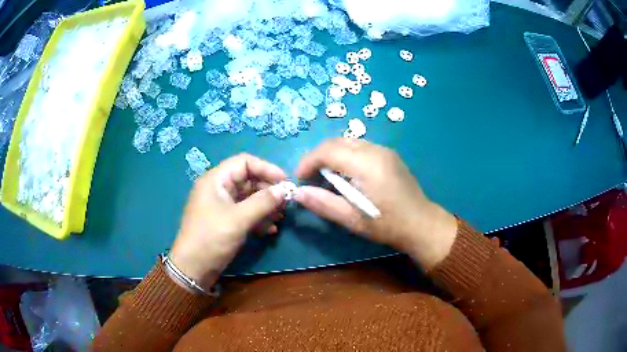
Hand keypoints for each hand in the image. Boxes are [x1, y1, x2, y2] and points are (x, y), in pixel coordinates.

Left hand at [170, 154, 286, 290]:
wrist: (193, 269)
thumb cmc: (211, 238)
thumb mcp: (238, 219)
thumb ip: (263, 202)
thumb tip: (285, 189)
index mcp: (216, 180)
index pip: (244, 162)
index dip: (266, 168)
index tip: (285, 181)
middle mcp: (219, 188)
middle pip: (248, 180)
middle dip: (268, 190)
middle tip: (286, 203)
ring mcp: (222, 205)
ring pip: (249, 197)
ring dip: (266, 206)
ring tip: (281, 217)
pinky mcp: (225, 220)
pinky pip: (245, 212)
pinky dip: (258, 218)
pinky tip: (270, 230)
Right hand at [295, 138, 457, 269]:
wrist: (422, 223)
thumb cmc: (388, 225)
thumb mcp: (353, 220)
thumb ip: (324, 204)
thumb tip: (298, 193)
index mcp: (367, 165)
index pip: (328, 151)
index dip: (308, 161)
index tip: (299, 179)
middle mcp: (375, 150)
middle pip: (337, 141)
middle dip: (318, 156)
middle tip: (310, 178)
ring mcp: (384, 150)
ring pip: (348, 141)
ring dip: (331, 155)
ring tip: (326, 177)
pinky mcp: (388, 154)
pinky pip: (360, 147)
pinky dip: (345, 155)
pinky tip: (346, 175)